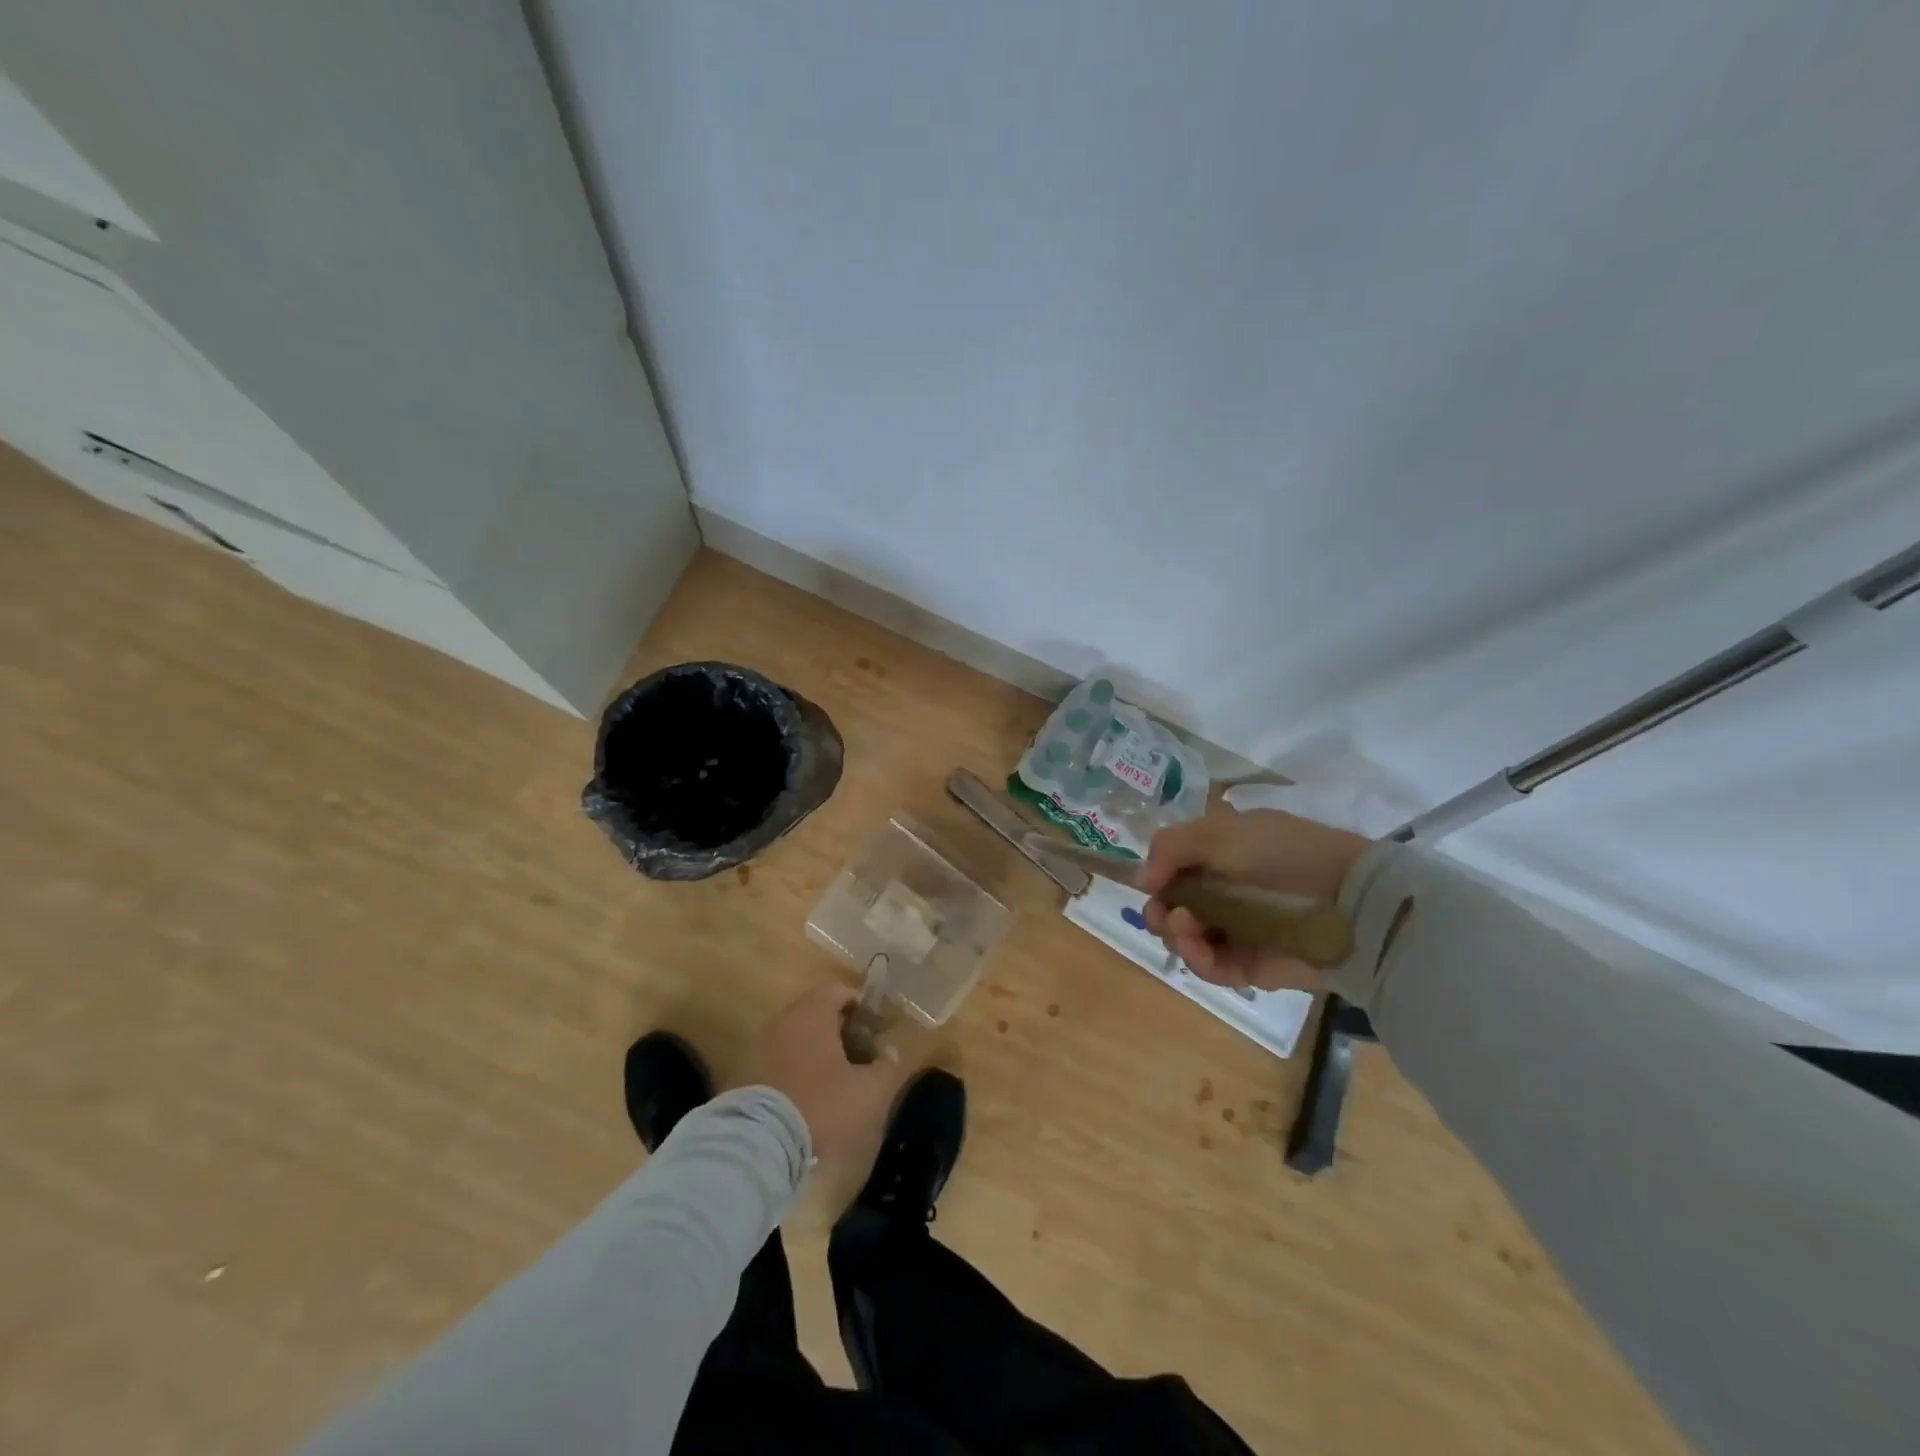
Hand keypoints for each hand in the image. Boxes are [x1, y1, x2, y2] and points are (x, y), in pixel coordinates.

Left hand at [738, 983, 909, 1168]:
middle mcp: (782, 1020)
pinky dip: (791, 1068)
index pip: (837, 990)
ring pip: (793, 1036)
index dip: (858, 1004)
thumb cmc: (821, 1108)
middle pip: (813, 1012)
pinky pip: (774, 1059)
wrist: (758, 1146)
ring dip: (812, 1049)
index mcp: (812, 1014)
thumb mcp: (868, 1092)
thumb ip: (885, 1067)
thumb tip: (891, 1051)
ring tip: (831, 1077)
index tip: (871, 1026)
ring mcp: (758, 1046)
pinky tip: (803, 1094)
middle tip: (855, 1053)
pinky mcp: (742, 1074)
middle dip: (836, 1028)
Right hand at [1141, 804, 1369, 991]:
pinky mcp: (1250, 966)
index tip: (1151, 883)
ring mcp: (1236, 931)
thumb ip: (1172, 848)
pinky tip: (1196, 947)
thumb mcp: (1221, 833)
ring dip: (1175, 933)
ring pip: (1186, 940)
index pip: (1174, 870)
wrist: (1351, 900)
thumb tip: (1142, 879)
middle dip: (1160, 911)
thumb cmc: (1284, 855)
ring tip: (1185, 927)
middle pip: (1173, 908)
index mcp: (1220, 857)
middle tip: (1166, 913)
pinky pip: (1211, 967)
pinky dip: (1197, 959)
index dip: (1157, 878)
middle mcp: (1225, 893)